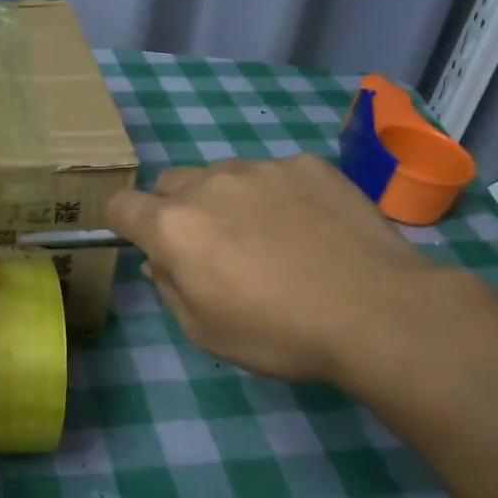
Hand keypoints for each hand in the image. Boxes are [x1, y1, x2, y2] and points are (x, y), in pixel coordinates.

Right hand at [104, 155, 444, 384]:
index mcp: (173, 226)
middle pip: (170, 183)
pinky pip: (273, 173)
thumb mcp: (205, 332)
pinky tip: (310, 228)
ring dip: (226, 200)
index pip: (119, 205)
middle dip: (176, 210)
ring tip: (270, 238)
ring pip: (222, 175)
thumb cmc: (279, 333)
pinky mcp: (306, 164)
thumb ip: (169, 289)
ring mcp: (260, 168)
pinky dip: (276, 195)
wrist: (378, 311)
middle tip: (213, 248)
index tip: (146, 245)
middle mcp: (208, 184)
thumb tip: (158, 263)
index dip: (124, 224)